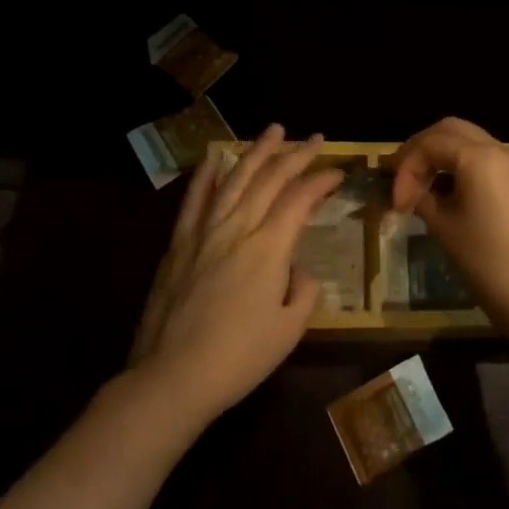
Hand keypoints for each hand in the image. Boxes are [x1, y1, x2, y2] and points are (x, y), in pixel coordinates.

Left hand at [130, 125, 341, 422]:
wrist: (171, 378)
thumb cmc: (238, 358)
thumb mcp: (289, 331)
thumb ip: (303, 292)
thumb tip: (299, 269)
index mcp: (268, 248)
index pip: (300, 199)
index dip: (321, 181)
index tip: (337, 173)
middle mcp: (238, 228)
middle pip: (270, 179)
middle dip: (296, 155)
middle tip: (315, 138)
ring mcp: (204, 231)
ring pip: (235, 178)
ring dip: (257, 151)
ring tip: (274, 130)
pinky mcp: (179, 243)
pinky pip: (195, 199)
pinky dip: (207, 174)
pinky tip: (215, 155)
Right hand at [389, 117, 508, 336]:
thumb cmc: (483, 260)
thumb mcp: (442, 225)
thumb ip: (419, 196)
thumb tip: (405, 191)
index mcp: (479, 156)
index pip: (430, 144)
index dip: (406, 168)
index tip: (395, 202)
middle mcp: (500, 148)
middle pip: (450, 130)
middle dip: (422, 149)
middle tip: (402, 177)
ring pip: (469, 140)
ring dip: (441, 155)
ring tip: (421, 185)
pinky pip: (486, 156)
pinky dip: (462, 163)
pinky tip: (447, 189)